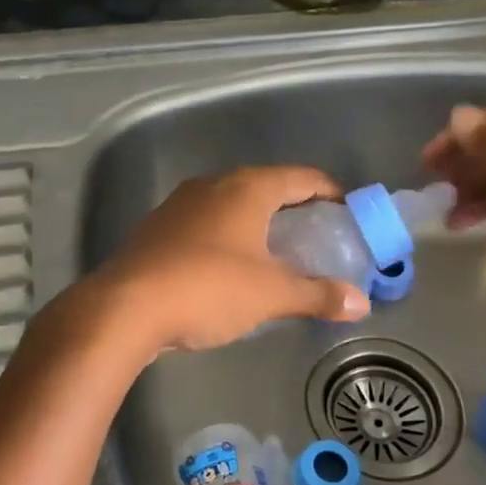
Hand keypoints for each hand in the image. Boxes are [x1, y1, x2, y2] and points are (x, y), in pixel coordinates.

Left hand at [87, 166, 370, 354]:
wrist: (125, 307)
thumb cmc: (208, 288)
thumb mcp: (271, 294)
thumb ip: (317, 295)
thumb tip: (361, 303)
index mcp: (247, 188)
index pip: (302, 177)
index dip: (330, 192)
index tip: (348, 213)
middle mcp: (214, 185)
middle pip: (267, 187)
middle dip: (295, 209)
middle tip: (318, 238)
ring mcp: (181, 204)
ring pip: (233, 205)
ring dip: (259, 224)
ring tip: (278, 254)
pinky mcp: (159, 228)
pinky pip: (207, 224)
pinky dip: (229, 237)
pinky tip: (231, 267)